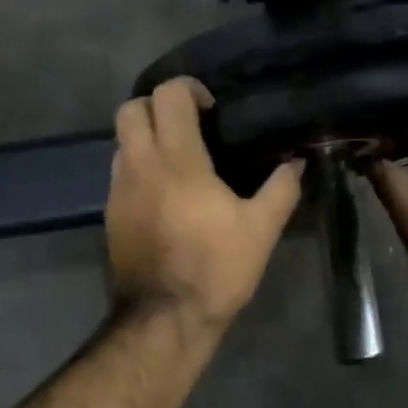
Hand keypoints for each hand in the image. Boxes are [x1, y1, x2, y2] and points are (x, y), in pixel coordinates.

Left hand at [107, 78, 304, 329]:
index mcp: (177, 160)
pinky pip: (121, 173)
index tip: (212, 110)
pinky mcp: (111, 214)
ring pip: (121, 141)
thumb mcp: (261, 230)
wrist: (165, 317)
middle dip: (158, 106)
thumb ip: (282, 189)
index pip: (168, 95)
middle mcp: (140, 165)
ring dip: (146, 137)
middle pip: (131, 108)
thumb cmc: (216, 268)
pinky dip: (139, 168)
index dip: (189, 89)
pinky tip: (166, 195)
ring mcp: (119, 190)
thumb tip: (297, 163)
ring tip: (179, 162)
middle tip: (189, 127)